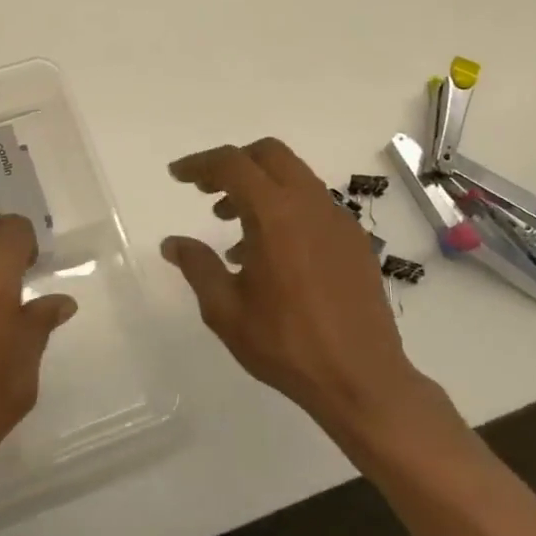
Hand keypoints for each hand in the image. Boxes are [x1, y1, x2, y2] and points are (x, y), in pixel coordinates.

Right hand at [161, 138, 422, 437]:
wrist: (363, 380)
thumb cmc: (287, 345)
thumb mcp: (226, 310)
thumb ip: (197, 267)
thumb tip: (172, 243)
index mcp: (276, 215)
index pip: (232, 164)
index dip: (199, 164)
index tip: (177, 176)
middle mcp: (311, 205)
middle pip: (269, 155)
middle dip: (233, 163)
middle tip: (206, 189)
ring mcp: (338, 220)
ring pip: (294, 177)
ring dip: (259, 186)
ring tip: (231, 223)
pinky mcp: (354, 241)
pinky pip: (313, 204)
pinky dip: (284, 207)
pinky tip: (269, 251)